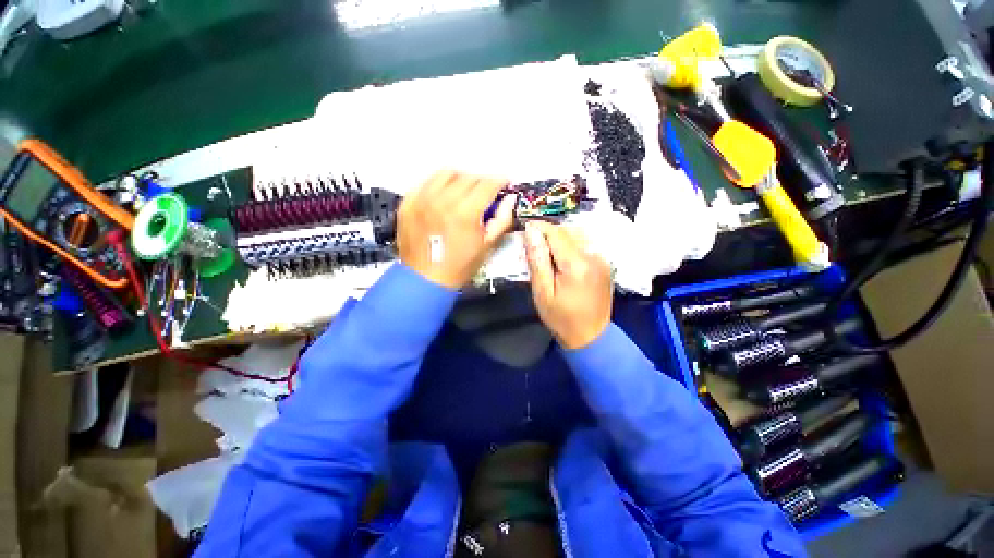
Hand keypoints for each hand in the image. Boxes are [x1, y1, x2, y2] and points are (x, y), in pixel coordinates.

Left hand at [397, 170, 516, 288]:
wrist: (424, 279)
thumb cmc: (458, 267)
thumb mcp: (486, 246)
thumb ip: (502, 220)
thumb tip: (509, 200)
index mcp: (465, 213)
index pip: (487, 185)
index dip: (500, 182)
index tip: (504, 183)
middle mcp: (442, 201)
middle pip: (469, 177)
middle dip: (482, 182)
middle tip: (485, 194)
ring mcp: (422, 200)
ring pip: (446, 173)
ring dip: (460, 179)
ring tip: (464, 192)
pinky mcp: (409, 203)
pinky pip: (426, 182)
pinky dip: (438, 185)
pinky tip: (443, 196)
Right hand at [524, 221, 612, 349]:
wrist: (591, 336)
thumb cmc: (562, 318)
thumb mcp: (542, 292)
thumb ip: (537, 260)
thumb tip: (531, 232)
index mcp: (577, 264)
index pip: (556, 232)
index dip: (539, 227)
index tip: (525, 228)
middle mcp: (593, 256)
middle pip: (568, 231)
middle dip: (548, 233)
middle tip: (533, 245)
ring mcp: (602, 259)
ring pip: (577, 235)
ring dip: (560, 238)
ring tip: (546, 252)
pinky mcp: (604, 264)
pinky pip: (585, 245)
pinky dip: (571, 246)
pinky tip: (562, 260)